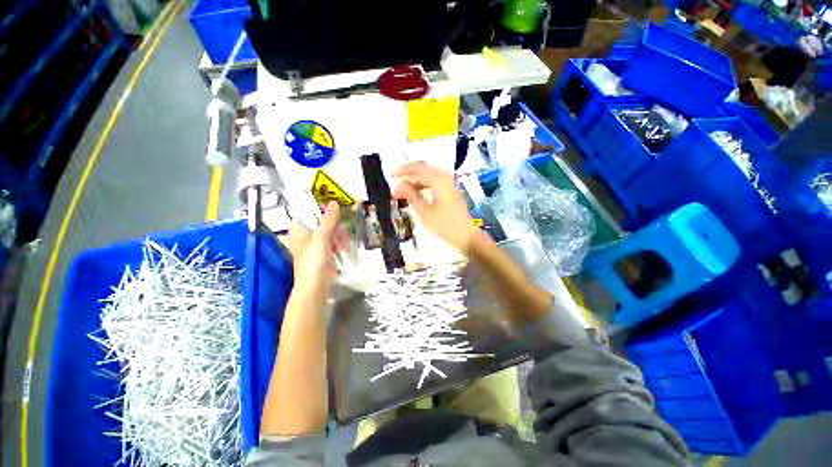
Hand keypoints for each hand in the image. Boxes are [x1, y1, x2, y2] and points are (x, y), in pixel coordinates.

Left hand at [288, 202, 347, 287]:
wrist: (315, 285)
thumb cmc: (313, 261)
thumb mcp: (321, 237)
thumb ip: (328, 219)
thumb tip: (334, 202)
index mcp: (299, 228)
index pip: (309, 211)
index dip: (322, 211)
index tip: (335, 215)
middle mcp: (306, 233)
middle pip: (324, 221)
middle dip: (336, 228)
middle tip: (341, 236)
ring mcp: (316, 242)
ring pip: (332, 231)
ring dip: (340, 237)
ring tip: (343, 247)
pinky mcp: (325, 250)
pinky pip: (335, 240)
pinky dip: (340, 244)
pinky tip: (343, 250)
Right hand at [393, 162, 479, 254]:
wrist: (466, 236)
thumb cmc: (445, 225)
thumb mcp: (425, 212)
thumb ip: (412, 196)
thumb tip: (398, 185)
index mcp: (439, 180)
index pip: (418, 170)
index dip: (403, 172)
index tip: (391, 175)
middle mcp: (445, 177)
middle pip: (424, 169)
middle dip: (409, 173)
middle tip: (395, 179)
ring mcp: (450, 183)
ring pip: (429, 175)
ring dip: (416, 179)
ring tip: (403, 188)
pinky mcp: (451, 190)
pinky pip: (435, 182)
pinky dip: (424, 184)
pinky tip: (416, 191)